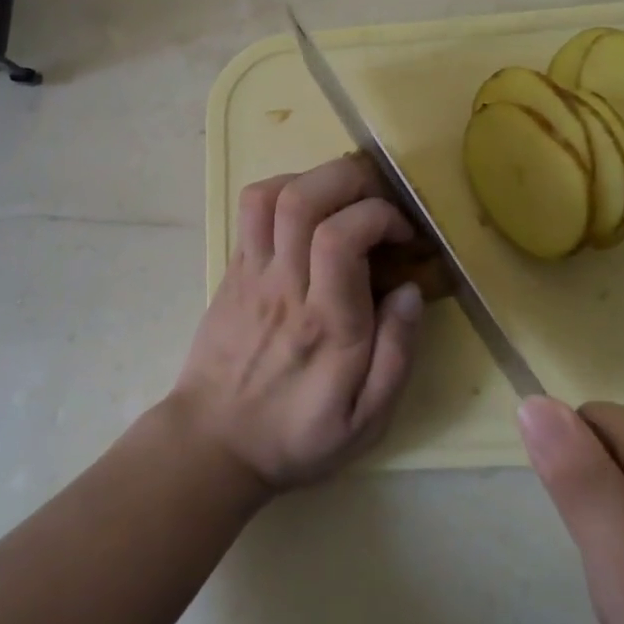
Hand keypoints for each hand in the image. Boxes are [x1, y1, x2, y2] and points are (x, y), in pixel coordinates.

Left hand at [170, 155, 426, 491]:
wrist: (214, 443)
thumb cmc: (297, 435)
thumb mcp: (367, 421)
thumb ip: (397, 355)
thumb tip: (410, 289)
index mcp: (325, 324)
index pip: (340, 238)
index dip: (379, 216)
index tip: (403, 234)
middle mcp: (284, 286)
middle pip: (303, 199)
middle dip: (351, 180)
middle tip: (379, 200)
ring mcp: (251, 272)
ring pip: (271, 195)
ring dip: (315, 179)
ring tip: (345, 200)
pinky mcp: (233, 268)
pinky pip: (251, 208)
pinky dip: (284, 189)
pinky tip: (308, 212)